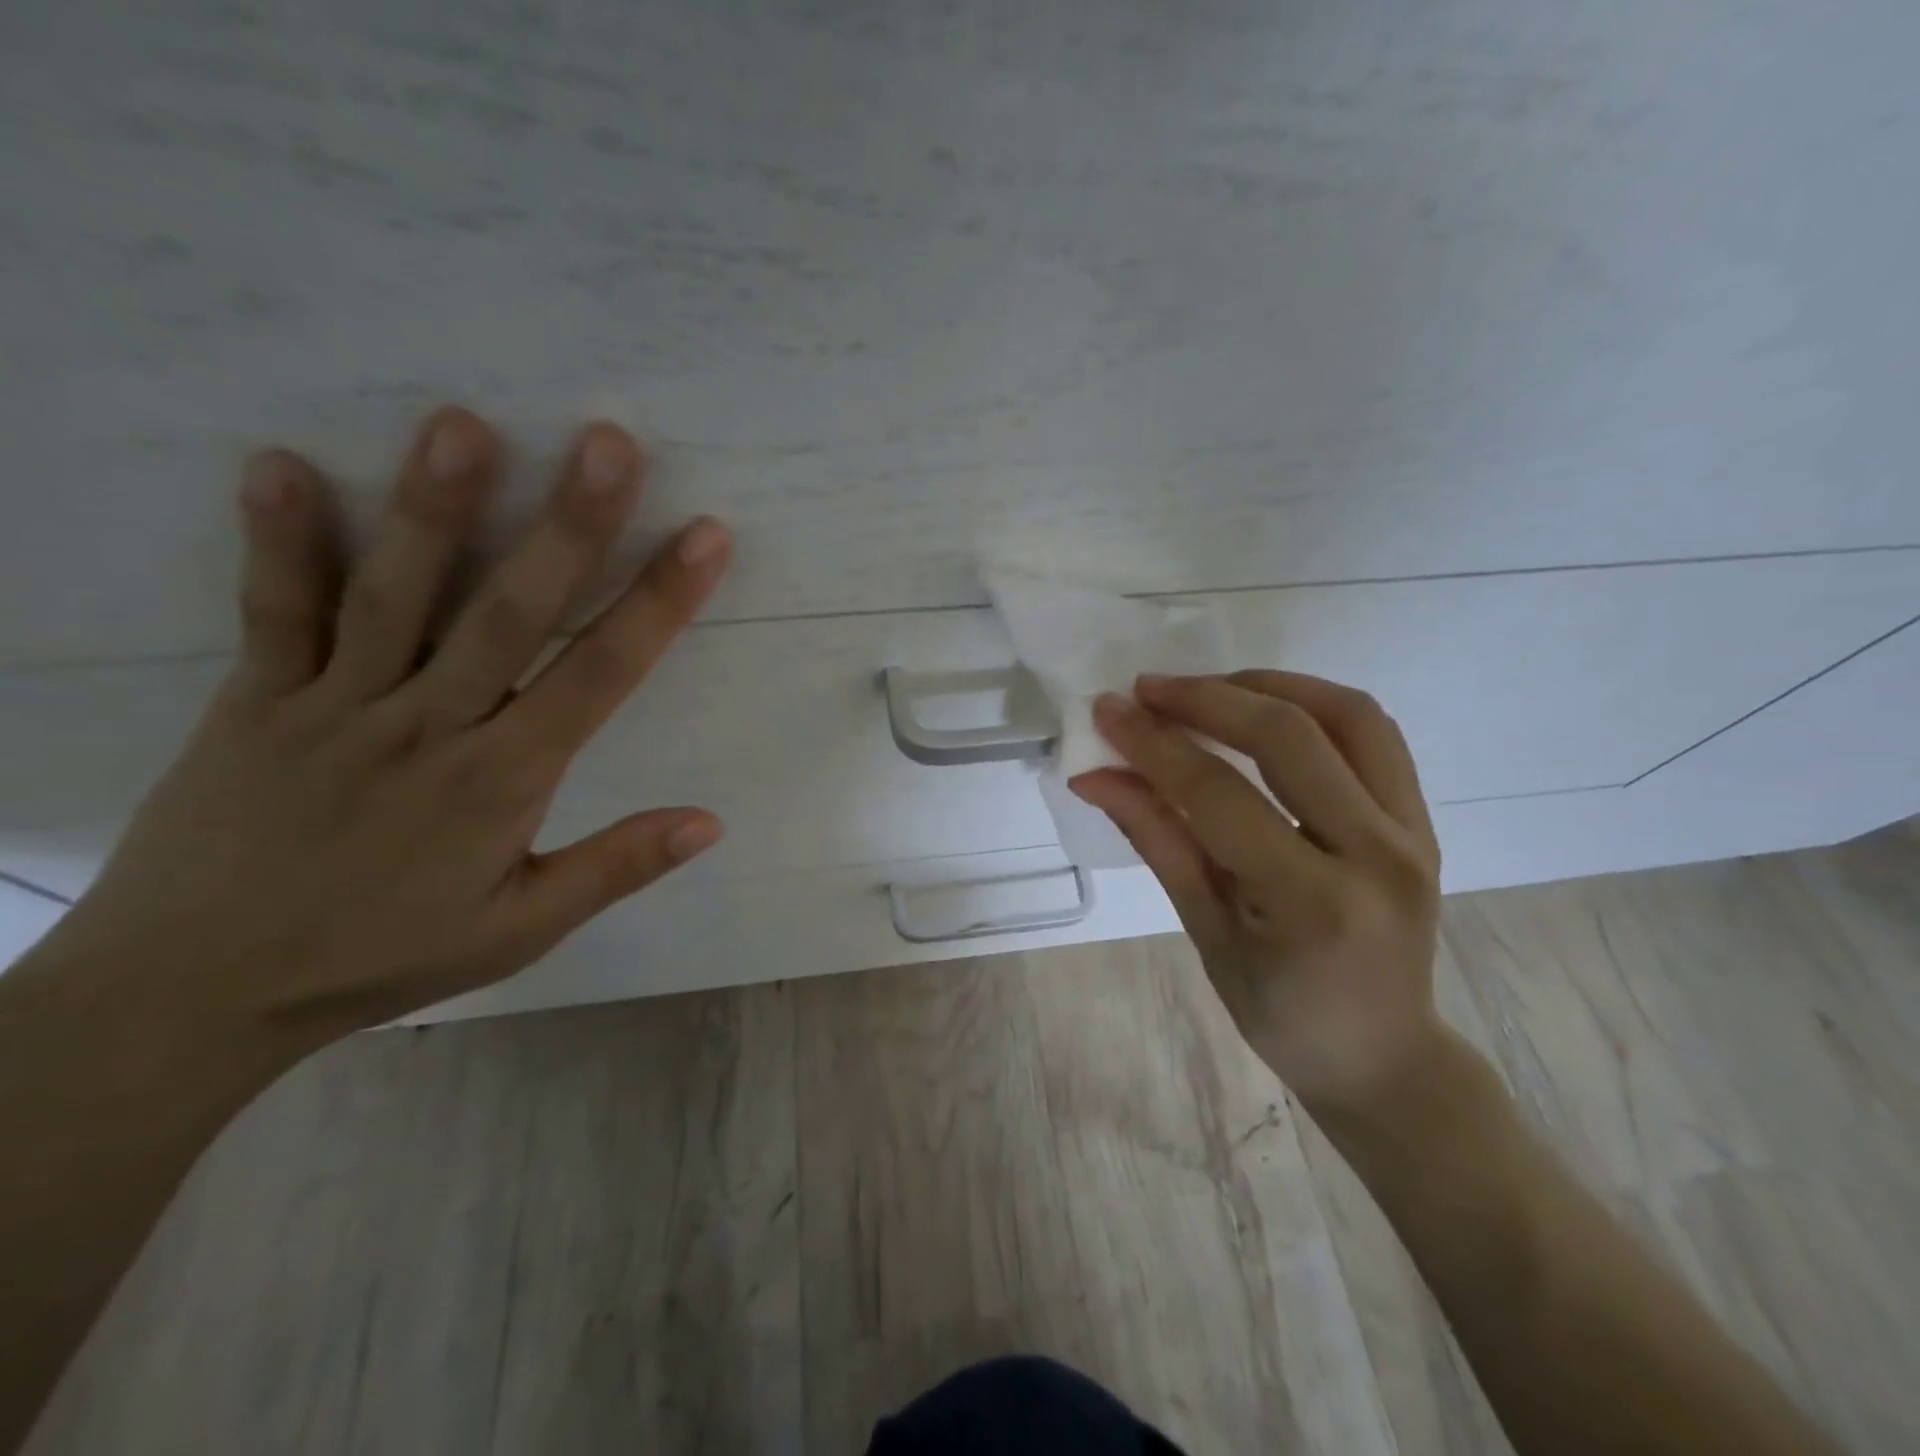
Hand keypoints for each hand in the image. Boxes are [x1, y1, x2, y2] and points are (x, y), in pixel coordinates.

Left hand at [37, 406, 731, 1046]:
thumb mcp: (520, 930)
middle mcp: (427, 727)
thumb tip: (710, 822)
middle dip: (568, 526)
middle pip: (509, 613)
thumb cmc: (384, 954)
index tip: (704, 536)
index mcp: (501, 780)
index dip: (659, 602)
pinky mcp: (256, 700)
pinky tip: (281, 463)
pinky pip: (272, 613)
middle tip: (609, 444)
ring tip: (464, 425)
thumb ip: (616, 868)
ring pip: (395, 595)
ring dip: (432, 508)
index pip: (600, 675)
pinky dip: (276, 540)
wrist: (195, 993)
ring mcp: (336, 706)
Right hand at [1071, 671, 1444, 1115]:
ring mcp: (1414, 832)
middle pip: (1289, 736)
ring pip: (1346, 715)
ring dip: (1267, 686)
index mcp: (1313, 904)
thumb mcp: (1207, 933)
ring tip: (1205, 689)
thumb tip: (1097, 776)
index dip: (1155, 744)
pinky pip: (1372, 734)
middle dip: (1206, 699)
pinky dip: (1313, 703)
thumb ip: (1158, 841)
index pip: (1220, 794)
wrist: (1383, 1056)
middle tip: (1146, 690)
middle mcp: (1377, 855)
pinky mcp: (1424, 820)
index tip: (1107, 710)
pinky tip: (1263, 708)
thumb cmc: (1281, 1014)